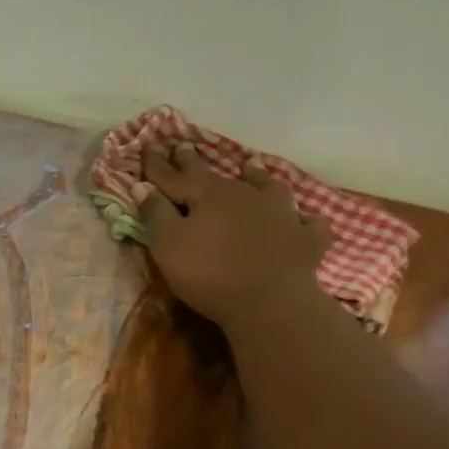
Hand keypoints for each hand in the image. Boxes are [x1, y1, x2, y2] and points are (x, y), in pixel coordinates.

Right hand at [139, 144, 333, 328]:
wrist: (271, 302)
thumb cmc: (210, 274)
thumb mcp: (169, 246)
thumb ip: (155, 214)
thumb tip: (142, 185)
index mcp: (207, 195)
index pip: (174, 175)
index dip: (157, 164)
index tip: (147, 146)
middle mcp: (244, 194)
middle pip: (215, 175)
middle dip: (195, 162)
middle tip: (184, 146)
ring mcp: (280, 214)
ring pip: (266, 187)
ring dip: (256, 176)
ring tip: (250, 166)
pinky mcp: (304, 239)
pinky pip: (306, 223)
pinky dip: (302, 220)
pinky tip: (303, 220)